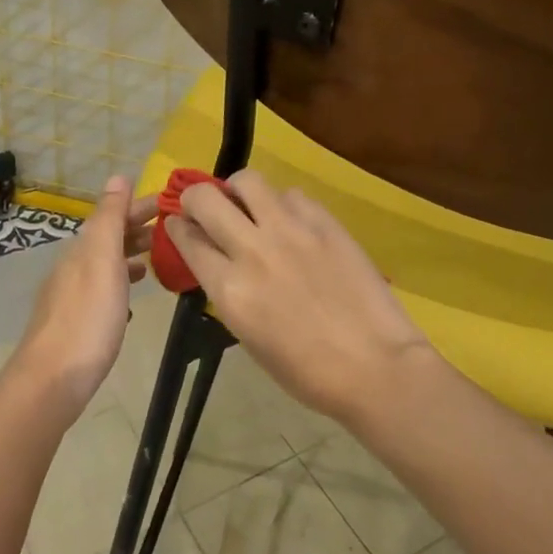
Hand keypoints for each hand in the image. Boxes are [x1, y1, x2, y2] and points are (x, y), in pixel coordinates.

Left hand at [9, 176, 156, 425]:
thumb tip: (118, 176)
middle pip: (108, 238)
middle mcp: (74, 266)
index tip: (171, 204)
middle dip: (137, 229)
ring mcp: (72, 296)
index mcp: (83, 249)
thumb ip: (110, 219)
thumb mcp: (103, 260)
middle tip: (172, 229)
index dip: (139, 206)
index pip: (113, 215)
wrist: (52, 380)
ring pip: (105, 264)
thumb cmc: (88, 318)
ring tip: (155, 259)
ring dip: (130, 255)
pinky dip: (120, 283)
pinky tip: (131, 298)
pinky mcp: (75, 322)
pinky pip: (102, 290)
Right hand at [166, 170, 435, 422]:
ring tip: (248, 204)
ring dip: (238, 190)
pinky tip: (293, 223)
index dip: (177, 227)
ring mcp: (290, 230)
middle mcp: (252, 250)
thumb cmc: (307, 372)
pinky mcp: (324, 222)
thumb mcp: (249, 338)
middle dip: (195, 198)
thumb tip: (219, 264)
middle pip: (205, 198)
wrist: (375, 367)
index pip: (187, 239)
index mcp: (229, 289)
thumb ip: (229, 293)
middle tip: (204, 208)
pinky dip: (283, 204)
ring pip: (248, 181)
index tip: (179, 225)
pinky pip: (292, 195)